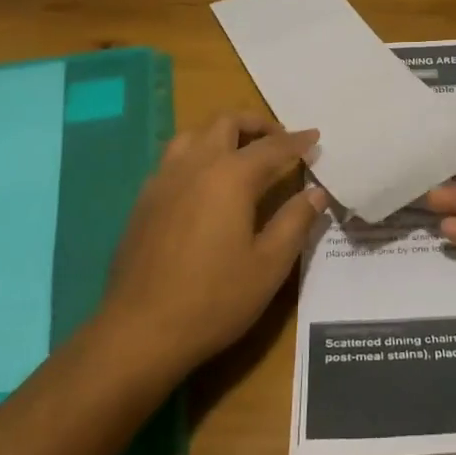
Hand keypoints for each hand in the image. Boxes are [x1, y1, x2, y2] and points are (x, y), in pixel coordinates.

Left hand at [98, 111, 324, 375]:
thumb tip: (316, 192)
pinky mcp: (144, 201)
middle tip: (279, 140)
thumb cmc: (214, 299)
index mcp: (231, 177)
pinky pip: (173, 159)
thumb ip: (295, 221)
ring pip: (193, 135)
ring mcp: (163, 181)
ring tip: (241, 153)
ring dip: (221, 134)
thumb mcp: (269, 265)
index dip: (297, 141)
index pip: (272, 147)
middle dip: (256, 124)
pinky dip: (197, 155)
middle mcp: (195, 166)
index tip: (315, 137)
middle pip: (226, 123)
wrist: (139, 331)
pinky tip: (205, 184)